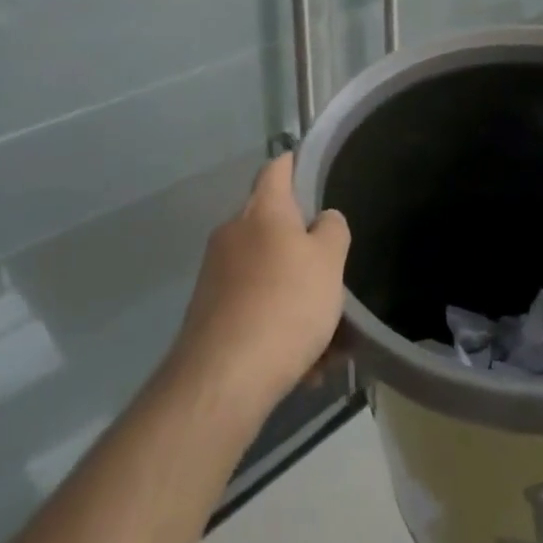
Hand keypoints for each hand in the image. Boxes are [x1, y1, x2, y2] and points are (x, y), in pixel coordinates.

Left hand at [168, 154, 350, 420]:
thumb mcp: (329, 261)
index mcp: (263, 209)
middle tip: (334, 278)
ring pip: (268, 275)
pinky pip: (254, 308)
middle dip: (305, 252)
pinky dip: (278, 327)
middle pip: (275, 227)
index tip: (314, 168)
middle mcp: (234, 232)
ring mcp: (216, 273)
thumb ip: (332, 230)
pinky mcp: (208, 313)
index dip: (296, 163)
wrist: (222, 379)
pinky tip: (304, 368)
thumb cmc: (284, 304)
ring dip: (296, 299)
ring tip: (328, 344)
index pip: (277, 167)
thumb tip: (322, 220)